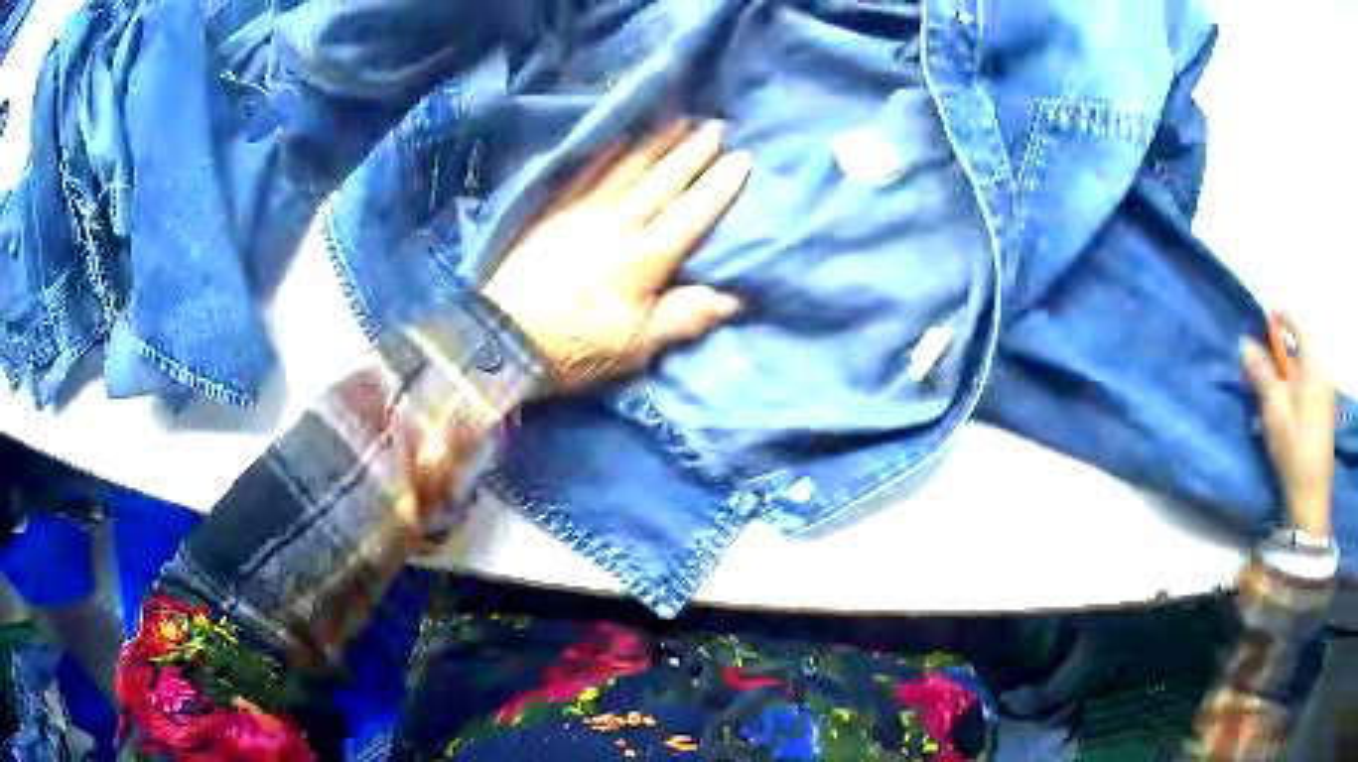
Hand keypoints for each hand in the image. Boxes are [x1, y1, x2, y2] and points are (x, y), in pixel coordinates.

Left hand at [483, 119, 750, 392]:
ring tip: (680, 119)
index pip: (691, 213)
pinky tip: (621, 136)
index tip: (742, 158)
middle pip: (663, 180)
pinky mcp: (555, 211)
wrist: (503, 339)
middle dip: (693, 150)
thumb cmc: (575, 349)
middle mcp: (618, 225)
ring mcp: (583, 213)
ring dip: (657, 141)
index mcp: (644, 260)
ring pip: (628, 168)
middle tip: (717, 125)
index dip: (719, 185)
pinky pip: (588, 172)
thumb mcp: (637, 348)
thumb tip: (735, 298)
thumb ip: (685, 318)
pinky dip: (609, 151)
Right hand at [1240, 312, 1335, 536]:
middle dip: (1276, 355)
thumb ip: (1261, 371)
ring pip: (1300, 369)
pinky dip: (1291, 391)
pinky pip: (1305, 387)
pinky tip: (1281, 412)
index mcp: (1313, 360)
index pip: (1294, 322)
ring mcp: (1324, 391)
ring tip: (1266, 397)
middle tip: (1256, 372)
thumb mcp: (1274, 407)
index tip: (1257, 332)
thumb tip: (1245, 342)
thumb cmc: (1294, 447)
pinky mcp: (1322, 411)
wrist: (1311, 496)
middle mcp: (1322, 369)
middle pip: (1297, 347)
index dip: (1275, 322)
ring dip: (1282, 376)